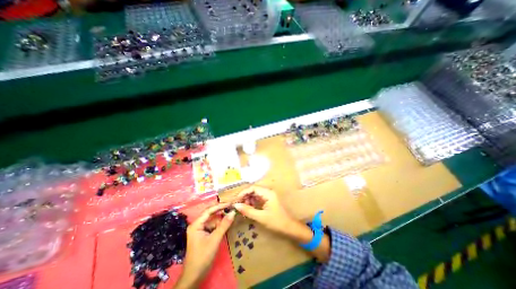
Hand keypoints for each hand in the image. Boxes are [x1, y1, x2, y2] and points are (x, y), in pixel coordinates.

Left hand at [176, 203, 235, 288]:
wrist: (194, 276)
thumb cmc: (203, 257)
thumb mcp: (215, 239)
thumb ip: (224, 225)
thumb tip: (233, 212)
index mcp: (196, 224)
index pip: (209, 210)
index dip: (220, 206)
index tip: (230, 203)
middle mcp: (197, 224)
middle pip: (210, 213)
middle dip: (221, 210)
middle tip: (232, 207)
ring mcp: (200, 229)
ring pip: (212, 219)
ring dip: (221, 217)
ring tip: (231, 214)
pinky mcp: (203, 234)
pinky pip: (213, 225)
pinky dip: (220, 224)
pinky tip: (227, 222)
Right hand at [234, 187, 297, 236]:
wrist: (289, 227)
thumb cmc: (276, 222)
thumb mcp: (261, 217)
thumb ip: (248, 210)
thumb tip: (236, 205)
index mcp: (267, 193)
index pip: (253, 188)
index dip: (243, 192)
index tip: (236, 200)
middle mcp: (268, 192)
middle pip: (253, 190)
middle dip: (245, 196)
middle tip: (238, 204)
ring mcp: (268, 195)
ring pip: (255, 194)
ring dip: (248, 199)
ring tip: (243, 207)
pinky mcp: (268, 200)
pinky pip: (258, 198)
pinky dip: (252, 202)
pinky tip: (249, 208)